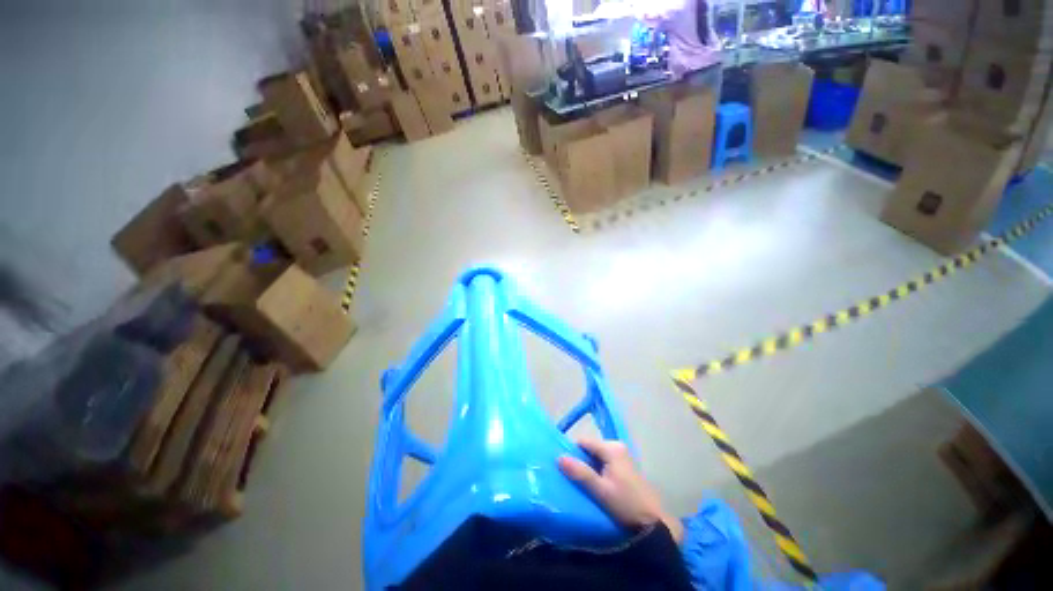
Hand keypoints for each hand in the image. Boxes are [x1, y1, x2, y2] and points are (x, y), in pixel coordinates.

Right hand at [558, 438, 683, 543]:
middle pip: (590, 448)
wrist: (655, 522)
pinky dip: (598, 470)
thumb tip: (559, 458)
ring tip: (585, 484)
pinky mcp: (626, 465)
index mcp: (611, 448)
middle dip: (581, 461)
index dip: (572, 452)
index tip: (565, 468)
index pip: (583, 441)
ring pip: (597, 455)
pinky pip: (605, 462)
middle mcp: (617, 446)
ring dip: (590, 467)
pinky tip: (597, 485)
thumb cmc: (627, 505)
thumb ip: (581, 473)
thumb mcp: (601, 491)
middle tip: (575, 479)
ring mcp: (623, 455)